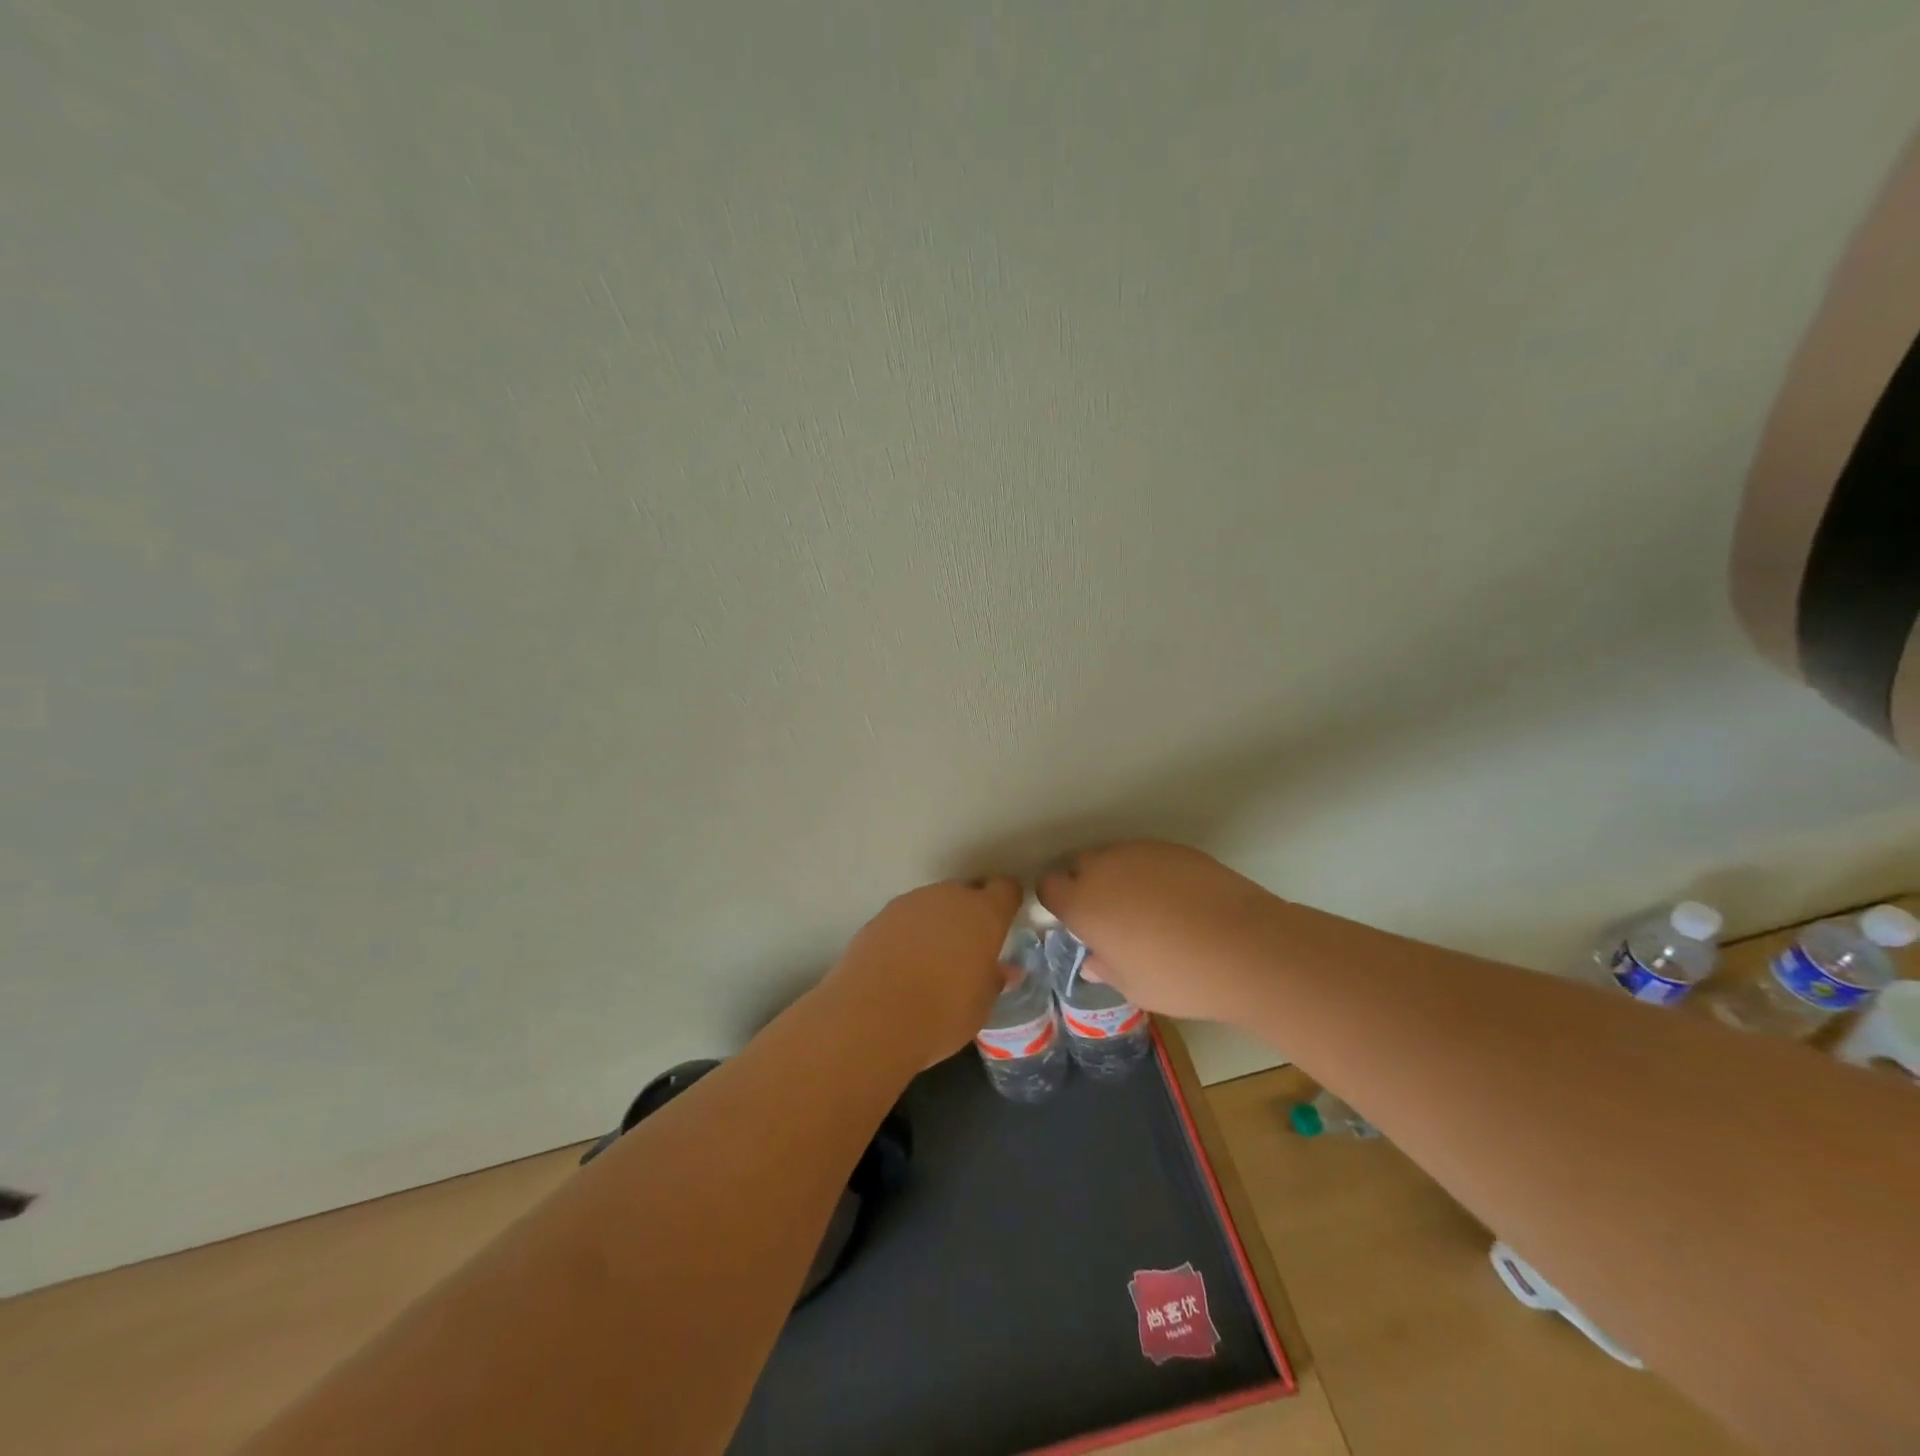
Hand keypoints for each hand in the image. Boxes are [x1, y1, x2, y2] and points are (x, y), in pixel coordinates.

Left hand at [821, 876, 1022, 1067]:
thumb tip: (1003, 971)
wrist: (871, 1018)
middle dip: (970, 915)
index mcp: (983, 914)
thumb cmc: (942, 1014)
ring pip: (933, 904)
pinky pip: (905, 919)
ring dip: (937, 923)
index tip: (1004, 923)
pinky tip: (902, 965)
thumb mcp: (980, 1006)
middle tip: (968, 950)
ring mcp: (910, 903)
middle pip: (966, 893)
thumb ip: (993, 980)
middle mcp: (948, 897)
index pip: (1005, 889)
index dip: (1006, 903)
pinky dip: (909, 934)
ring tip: (932, 960)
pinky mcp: (879, 916)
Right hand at [1038, 842, 1278, 1023]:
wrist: (1246, 947)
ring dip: (1117, 877)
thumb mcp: (1134, 987)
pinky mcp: (1173, 848)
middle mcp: (1104, 869)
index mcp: (1083, 903)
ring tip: (1146, 908)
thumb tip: (1093, 961)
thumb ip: (1106, 968)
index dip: (1057, 902)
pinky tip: (1175, 899)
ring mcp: (1140, 852)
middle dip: (1085, 885)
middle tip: (1109, 917)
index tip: (1073, 922)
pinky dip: (1150, 873)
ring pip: (1113, 858)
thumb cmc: (1179, 977)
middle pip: (1078, 865)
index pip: (1048, 887)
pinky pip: (1146, 856)